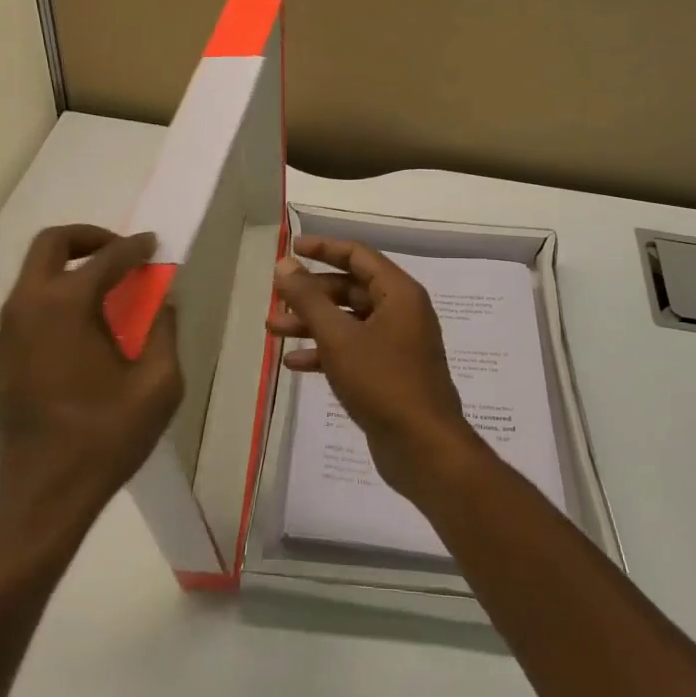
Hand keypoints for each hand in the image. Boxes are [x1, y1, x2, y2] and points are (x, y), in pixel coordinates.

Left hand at [0, 225, 183, 551]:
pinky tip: (83, 326)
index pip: (107, 258)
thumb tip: (163, 302)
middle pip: (52, 244)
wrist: (43, 491)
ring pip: (35, 273)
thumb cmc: (105, 437)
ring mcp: (8, 329)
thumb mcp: (157, 385)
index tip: (153, 244)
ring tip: (107, 290)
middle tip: (120, 253)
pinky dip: (56, 294)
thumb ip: (163, 332)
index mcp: (66, 306)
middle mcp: (28, 305)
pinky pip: (28, 303)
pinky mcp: (1, 353)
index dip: (135, 248)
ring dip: (70, 266)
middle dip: (89, 238)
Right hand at [269, 237, 482, 501]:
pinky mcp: (389, 373)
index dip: (323, 249)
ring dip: (312, 324)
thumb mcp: (338, 337)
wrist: (422, 447)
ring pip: (348, 321)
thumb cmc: (382, 381)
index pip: (358, 256)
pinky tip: (295, 363)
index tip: (291, 249)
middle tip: (275, 300)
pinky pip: (353, 350)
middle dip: (310, 294)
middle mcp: (402, 312)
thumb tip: (285, 264)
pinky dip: (326, 352)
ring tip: (273, 331)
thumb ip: (308, 299)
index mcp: (399, 294)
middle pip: (350, 289)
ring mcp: (397, 344)